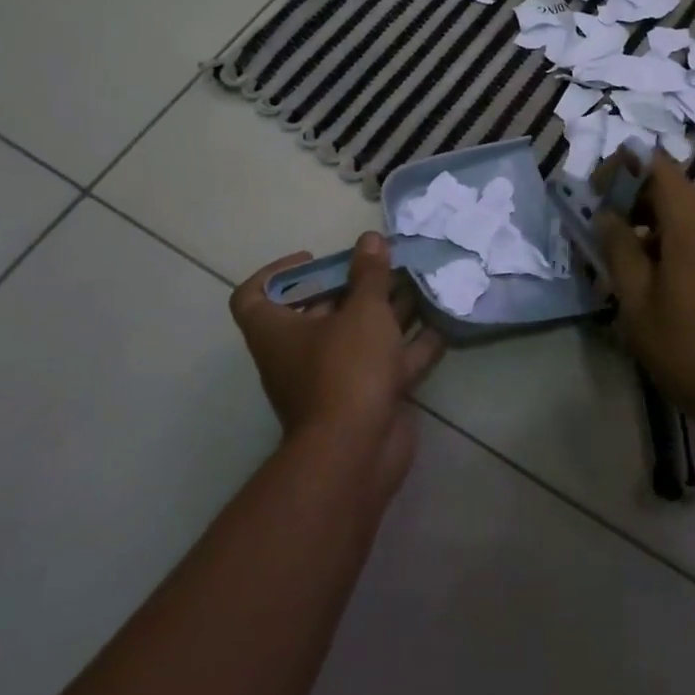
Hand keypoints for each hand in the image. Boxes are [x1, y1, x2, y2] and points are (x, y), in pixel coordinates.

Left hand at [231, 234, 444, 495]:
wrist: (357, 454)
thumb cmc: (346, 369)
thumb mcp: (362, 311)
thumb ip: (370, 274)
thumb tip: (370, 240)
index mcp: (278, 331)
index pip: (254, 296)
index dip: (278, 273)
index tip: (314, 259)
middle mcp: (300, 354)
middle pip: (321, 310)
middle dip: (356, 285)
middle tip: (386, 263)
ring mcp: (335, 379)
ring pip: (361, 336)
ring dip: (390, 311)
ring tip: (420, 283)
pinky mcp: (366, 398)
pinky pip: (388, 363)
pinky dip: (411, 344)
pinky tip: (440, 323)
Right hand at [593, 153, 694, 452]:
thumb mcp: (638, 305)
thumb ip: (618, 249)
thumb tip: (607, 215)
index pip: (653, 164)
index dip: (620, 172)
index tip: (597, 201)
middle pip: (674, 191)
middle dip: (638, 207)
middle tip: (611, 245)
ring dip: (663, 231)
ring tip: (641, 276)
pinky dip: (690, 247)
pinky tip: (678, 291)